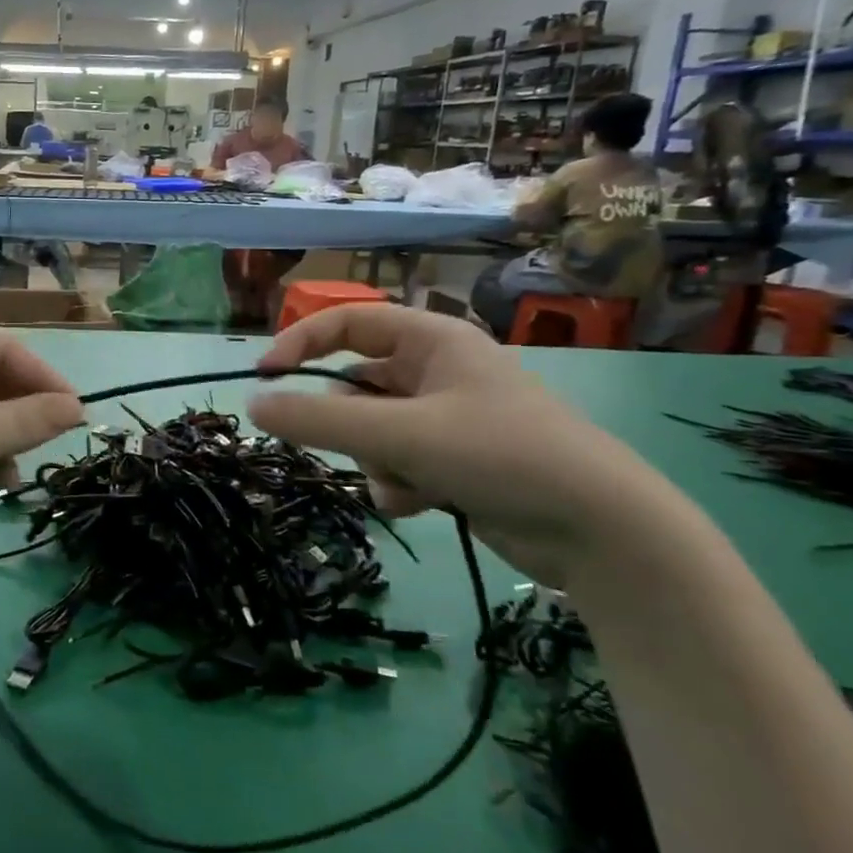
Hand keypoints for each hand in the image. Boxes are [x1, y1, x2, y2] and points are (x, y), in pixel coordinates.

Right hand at [246, 304, 675, 581]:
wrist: (600, 530)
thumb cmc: (500, 454)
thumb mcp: (400, 435)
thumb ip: (318, 421)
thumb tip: (252, 405)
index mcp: (432, 340)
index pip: (347, 323)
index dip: (300, 343)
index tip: (264, 378)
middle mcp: (437, 371)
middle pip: (355, 386)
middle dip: (349, 426)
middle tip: (355, 449)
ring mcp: (447, 417)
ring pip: (372, 430)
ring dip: (375, 461)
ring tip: (407, 483)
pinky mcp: (455, 459)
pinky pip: (397, 460)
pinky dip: (398, 482)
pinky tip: (423, 503)